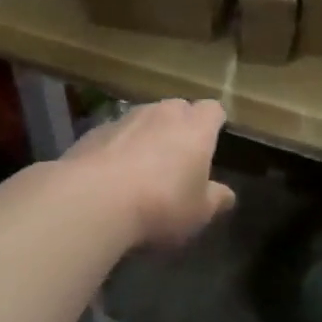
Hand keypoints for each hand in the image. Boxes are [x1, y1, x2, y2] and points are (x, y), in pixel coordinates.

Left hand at [60, 99, 234, 250]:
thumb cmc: (161, 204)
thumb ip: (215, 200)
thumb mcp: (198, 212)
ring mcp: (125, 118)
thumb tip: (227, 194)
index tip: (212, 139)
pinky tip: (112, 176)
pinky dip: (118, 147)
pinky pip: (115, 134)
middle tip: (179, 156)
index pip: (212, 110)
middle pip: (177, 108)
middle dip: (180, 126)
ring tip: (143, 167)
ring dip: (147, 135)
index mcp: (195, 127)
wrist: (94, 199)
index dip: (213, 122)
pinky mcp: (95, 131)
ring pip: (144, 118)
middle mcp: (162, 113)